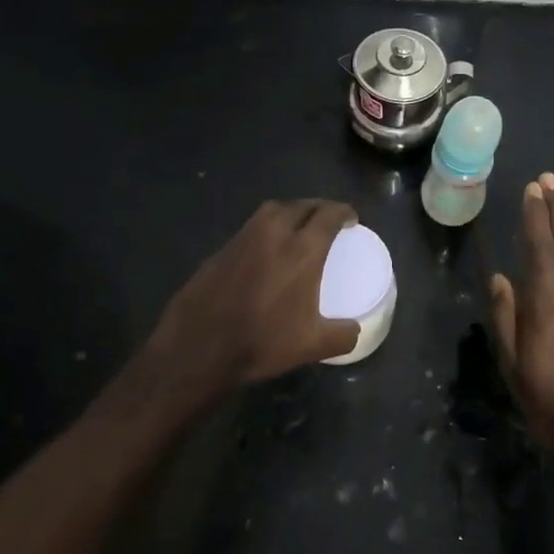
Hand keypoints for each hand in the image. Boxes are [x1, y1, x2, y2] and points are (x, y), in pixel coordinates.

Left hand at [148, 200, 362, 389]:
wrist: (198, 347)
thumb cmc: (262, 342)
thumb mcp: (312, 346)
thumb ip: (342, 335)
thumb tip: (355, 330)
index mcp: (302, 250)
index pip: (328, 215)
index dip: (343, 212)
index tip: (351, 218)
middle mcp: (273, 234)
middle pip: (301, 206)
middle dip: (318, 208)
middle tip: (327, 220)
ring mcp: (243, 239)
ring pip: (272, 211)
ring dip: (290, 212)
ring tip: (298, 227)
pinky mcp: (221, 250)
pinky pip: (250, 228)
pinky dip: (265, 230)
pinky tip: (266, 250)